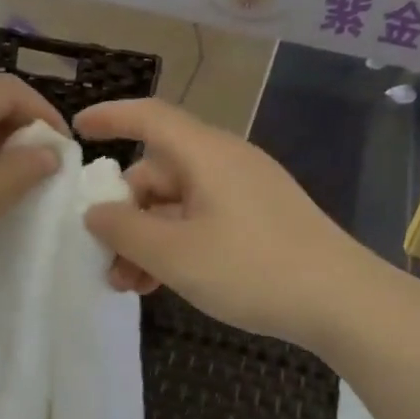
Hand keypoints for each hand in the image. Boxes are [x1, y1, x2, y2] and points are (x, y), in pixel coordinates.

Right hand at [74, 99, 387, 352]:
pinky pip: (203, 221)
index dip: (111, 117)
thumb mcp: (174, 254)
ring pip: (178, 204)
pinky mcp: (260, 221)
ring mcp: (247, 192)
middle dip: (125, 215)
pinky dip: (177, 245)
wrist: (341, 301)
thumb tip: (95, 212)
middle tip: (106, 261)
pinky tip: (166, 283)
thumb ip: (124, 229)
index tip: (78, 131)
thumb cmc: (251, 269)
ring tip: (132, 285)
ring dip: (148, 239)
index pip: (150, 117)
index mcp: (206, 154)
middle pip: (159, 172)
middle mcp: (226, 163)